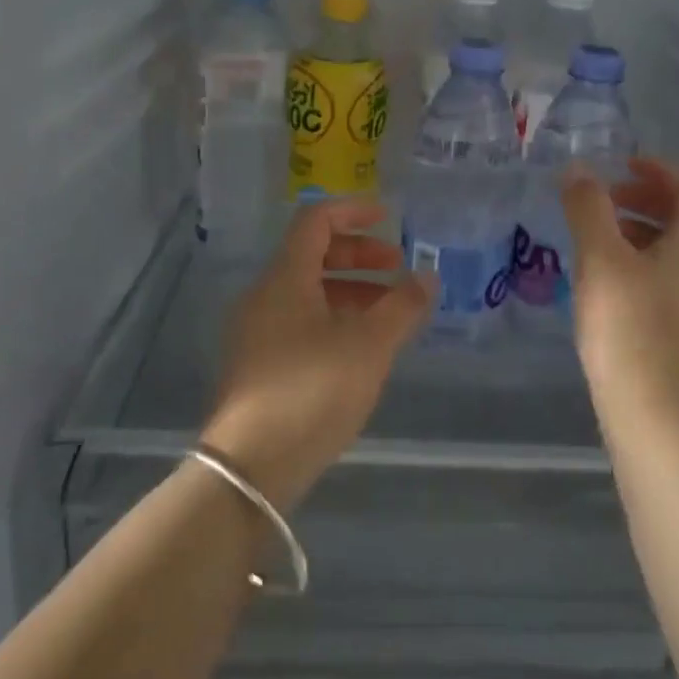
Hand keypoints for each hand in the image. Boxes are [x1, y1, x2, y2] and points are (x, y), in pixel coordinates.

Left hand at [202, 199, 435, 511]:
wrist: (250, 467)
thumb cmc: (312, 391)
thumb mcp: (369, 346)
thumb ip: (402, 306)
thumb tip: (428, 275)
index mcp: (285, 278)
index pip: (316, 221)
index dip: (353, 211)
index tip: (389, 219)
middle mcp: (265, 296)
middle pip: (313, 255)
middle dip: (359, 256)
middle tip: (398, 270)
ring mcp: (257, 332)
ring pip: (308, 292)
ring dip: (351, 291)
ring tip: (390, 312)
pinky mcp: (258, 365)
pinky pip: (300, 322)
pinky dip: (334, 318)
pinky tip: (362, 347)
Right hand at [561, 156, 678, 433]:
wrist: (648, 412)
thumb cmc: (627, 327)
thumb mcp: (602, 259)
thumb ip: (589, 209)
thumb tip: (578, 169)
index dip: (664, 171)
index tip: (624, 164)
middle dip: (644, 198)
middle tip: (604, 195)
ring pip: (666, 249)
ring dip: (634, 229)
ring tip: (592, 232)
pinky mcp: (667, 330)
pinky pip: (653, 276)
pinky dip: (628, 260)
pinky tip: (596, 276)